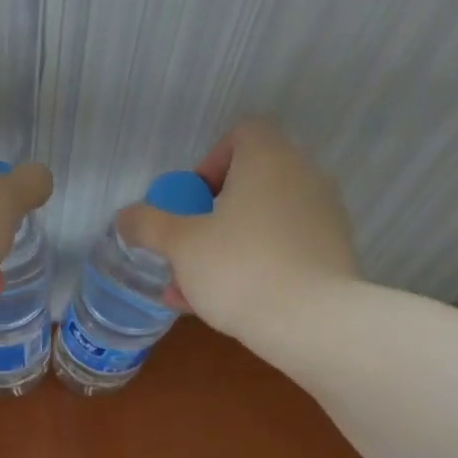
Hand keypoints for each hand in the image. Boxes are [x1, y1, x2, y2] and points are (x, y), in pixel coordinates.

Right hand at [117, 118, 358, 339]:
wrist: (312, 322)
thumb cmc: (239, 269)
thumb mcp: (180, 246)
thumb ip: (148, 225)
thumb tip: (125, 216)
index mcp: (269, 160)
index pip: (241, 134)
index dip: (208, 164)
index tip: (189, 205)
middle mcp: (303, 177)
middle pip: (250, 184)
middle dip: (211, 218)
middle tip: (186, 252)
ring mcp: (324, 216)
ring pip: (264, 223)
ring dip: (227, 248)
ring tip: (195, 290)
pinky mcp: (333, 254)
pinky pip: (284, 250)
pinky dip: (256, 266)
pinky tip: (228, 305)